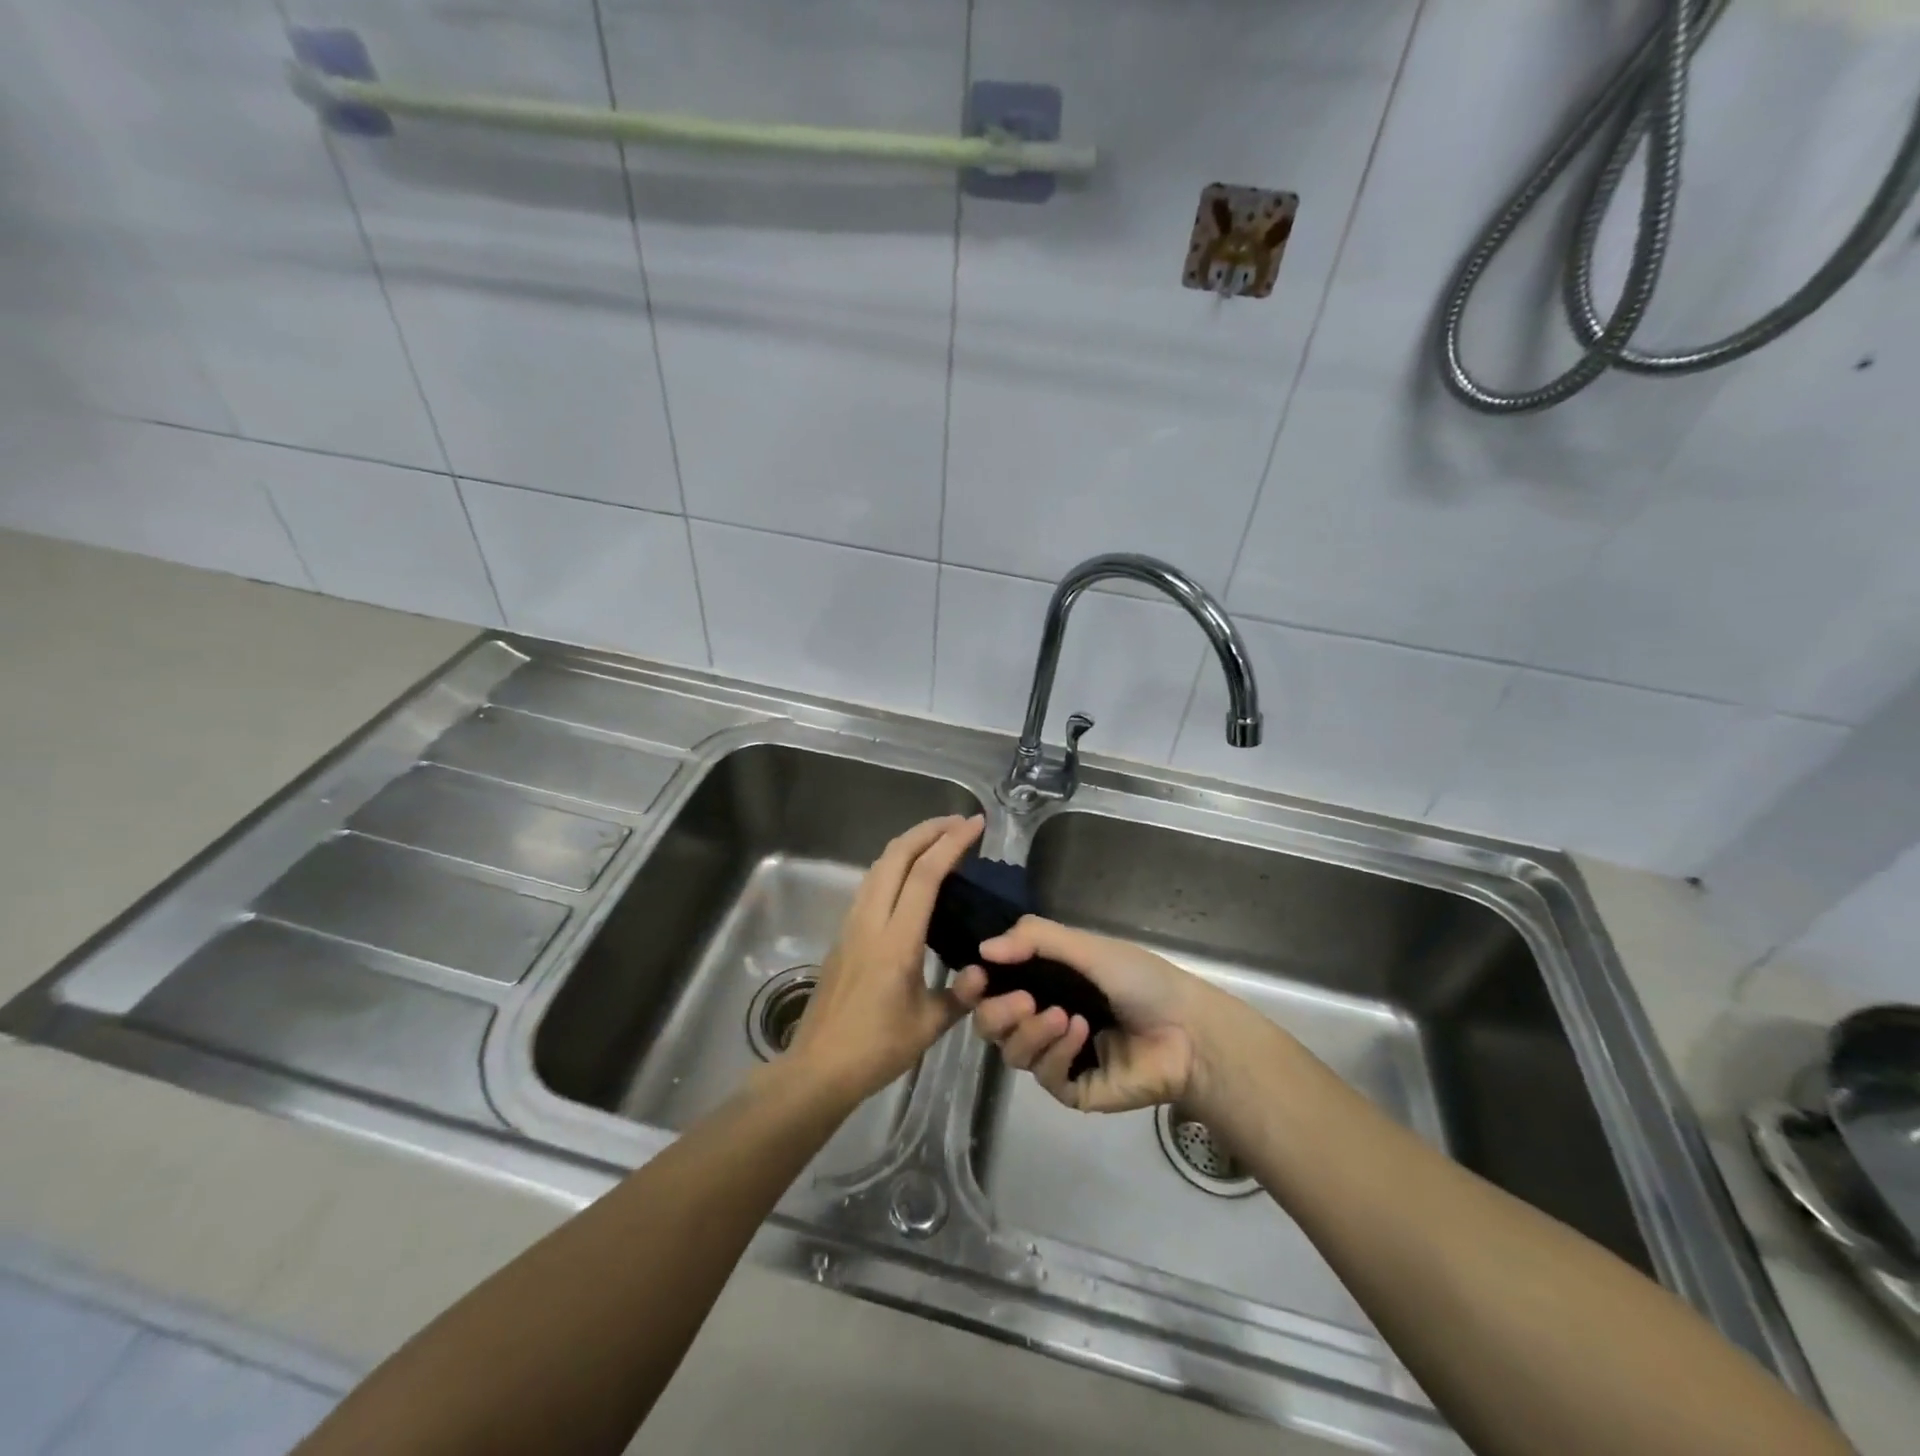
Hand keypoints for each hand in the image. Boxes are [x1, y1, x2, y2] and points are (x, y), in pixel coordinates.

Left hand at [784, 815, 991, 1102]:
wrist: (818, 1068)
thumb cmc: (875, 1049)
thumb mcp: (928, 1025)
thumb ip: (961, 994)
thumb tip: (983, 971)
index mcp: (896, 941)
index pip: (925, 876)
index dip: (952, 844)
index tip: (975, 825)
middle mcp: (870, 921)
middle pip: (896, 856)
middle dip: (928, 830)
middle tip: (960, 822)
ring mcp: (852, 924)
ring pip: (878, 866)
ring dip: (909, 844)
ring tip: (938, 840)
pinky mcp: (844, 933)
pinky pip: (871, 884)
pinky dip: (895, 865)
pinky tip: (911, 876)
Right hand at [969, 916, 1232, 1113]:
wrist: (1187, 1029)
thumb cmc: (1140, 980)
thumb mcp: (1087, 947)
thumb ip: (1035, 939)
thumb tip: (983, 948)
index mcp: (1041, 982)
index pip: (990, 987)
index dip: (974, 984)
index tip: (975, 976)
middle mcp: (1040, 1018)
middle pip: (990, 1024)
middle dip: (997, 1012)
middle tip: (1023, 1000)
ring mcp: (1055, 1056)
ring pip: (1011, 1052)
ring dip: (1030, 1032)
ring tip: (1063, 1015)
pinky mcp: (1072, 1088)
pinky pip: (1044, 1075)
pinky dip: (1057, 1052)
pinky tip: (1082, 1033)